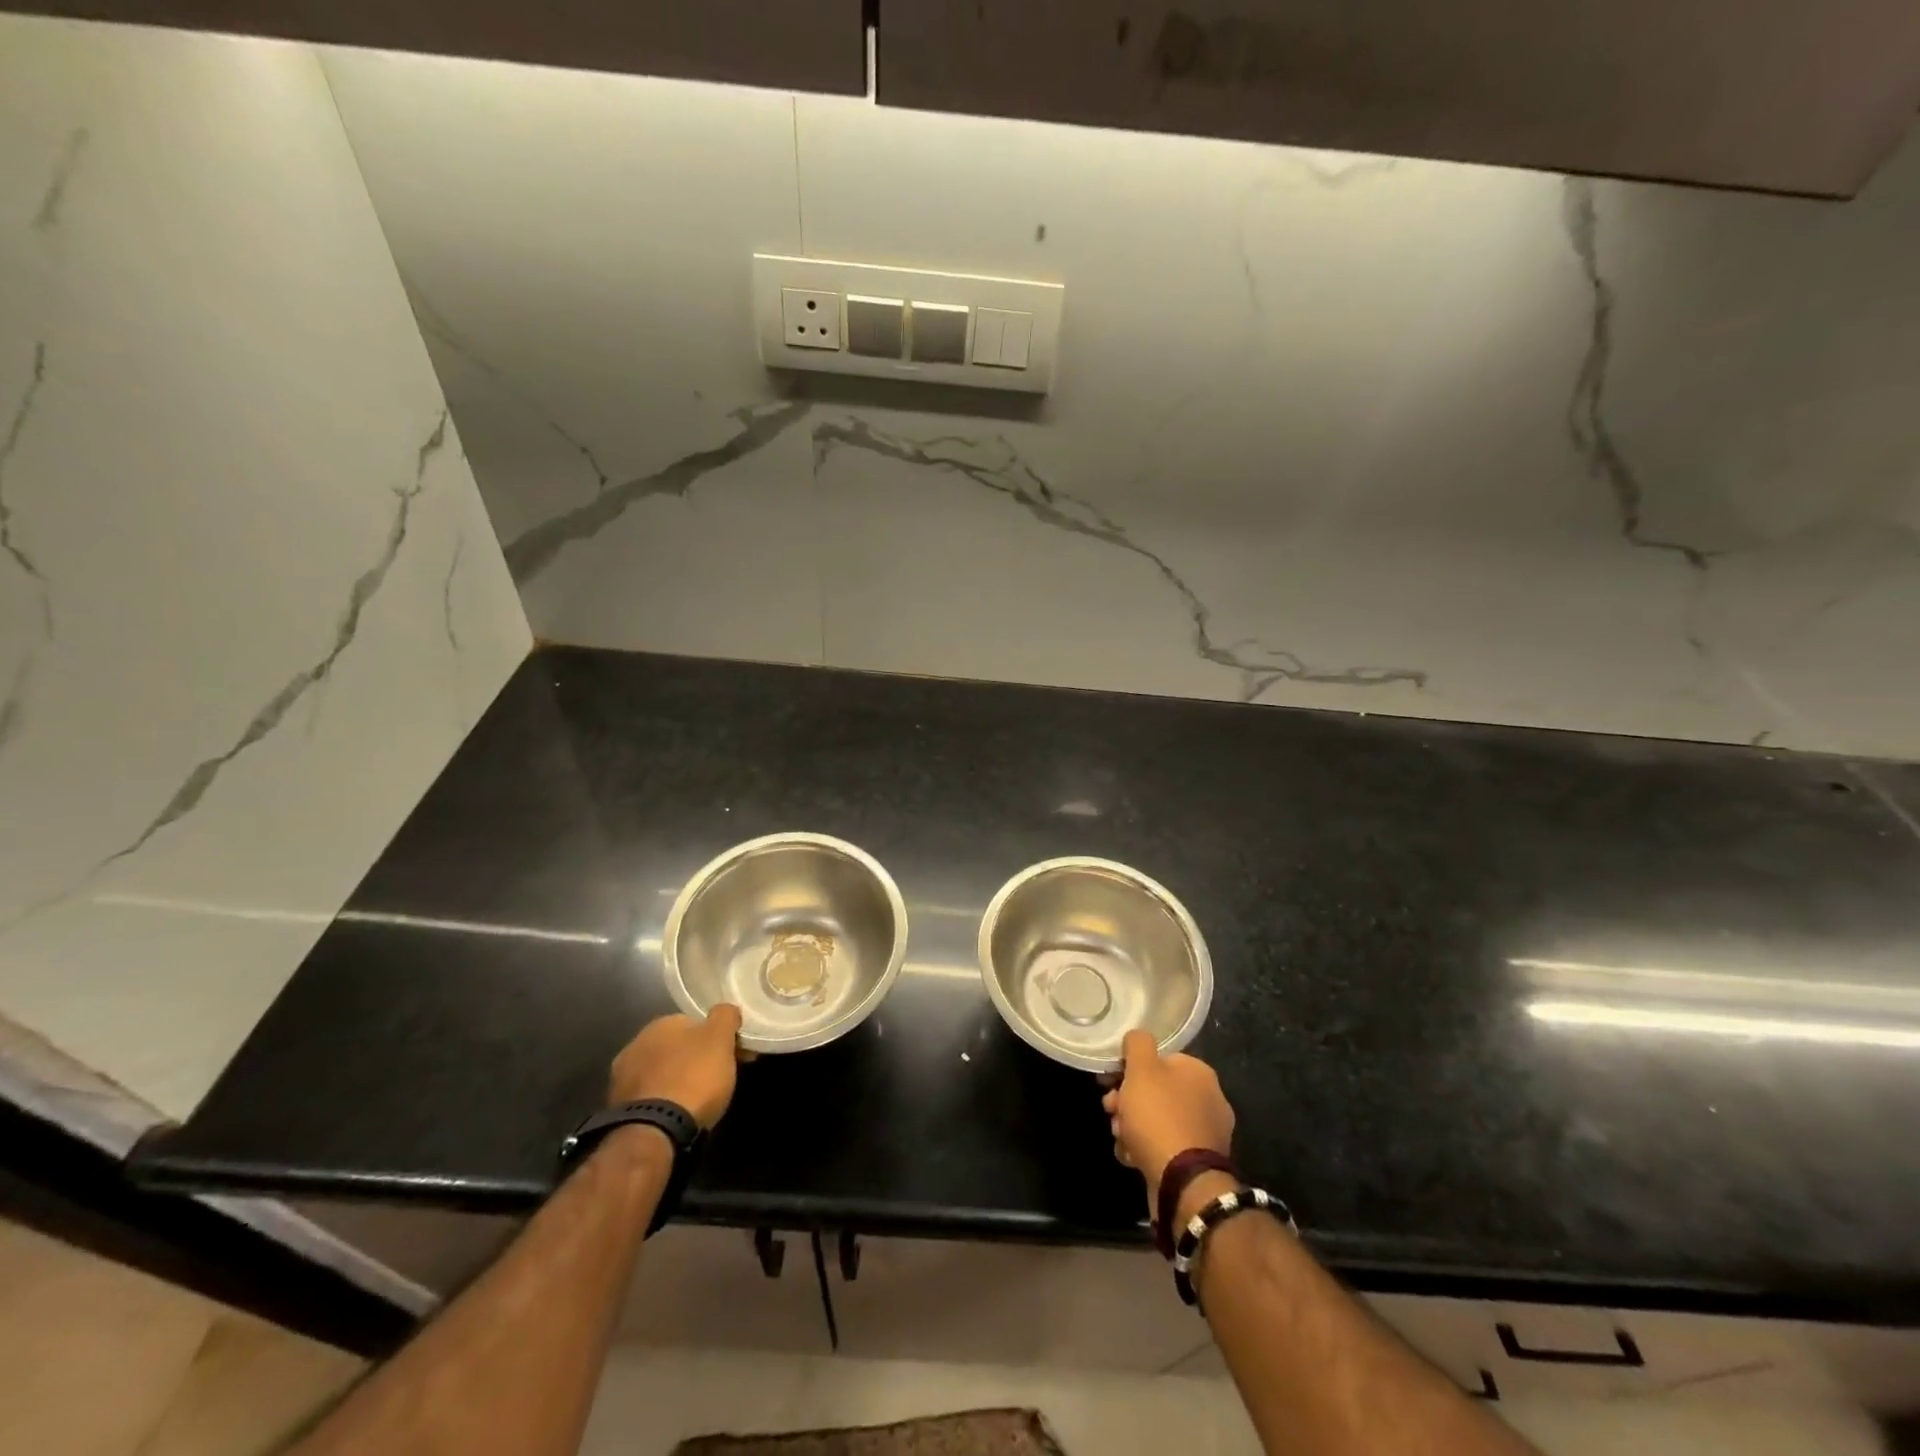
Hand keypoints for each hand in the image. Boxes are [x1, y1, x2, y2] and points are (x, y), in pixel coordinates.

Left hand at [608, 1006, 747, 1128]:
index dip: (715, 1038)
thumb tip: (725, 1010)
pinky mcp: (617, 1109)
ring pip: (661, 1072)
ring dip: (676, 1079)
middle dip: (694, 1058)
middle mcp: (635, 1044)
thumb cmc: (693, 1078)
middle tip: (716, 1077)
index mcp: (660, 1023)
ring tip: (696, 1100)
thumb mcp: (721, 1039)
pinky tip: (675, 1114)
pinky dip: (662, 1101)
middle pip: (676, 1047)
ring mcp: (621, 1078)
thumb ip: (725, 1016)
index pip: (693, 1023)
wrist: (654, 1133)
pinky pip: (649, 1096)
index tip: (731, 1053)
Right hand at [1102, 1029, 1234, 1200]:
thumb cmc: (1158, 1116)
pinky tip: (1131, 1155)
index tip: (1110, 1080)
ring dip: (1132, 1125)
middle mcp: (1208, 1100)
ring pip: (1156, 1120)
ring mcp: (1204, 1134)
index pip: (1160, 1059)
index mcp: (1199, 1073)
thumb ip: (1138, 1044)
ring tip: (1119, 1137)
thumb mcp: (1141, 1068)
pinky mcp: (1196, 1163)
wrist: (1182, 1182)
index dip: (1130, 1068)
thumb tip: (1138, 1038)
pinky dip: (1144, 1148)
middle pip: (1156, 1091)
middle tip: (1110, 1110)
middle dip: (1127, 1100)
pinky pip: (1164, 1146)